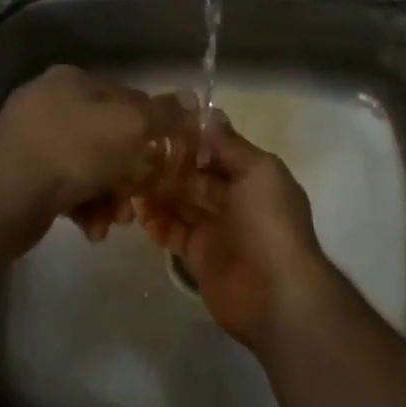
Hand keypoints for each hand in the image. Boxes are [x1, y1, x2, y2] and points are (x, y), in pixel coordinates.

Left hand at [0, 65, 157, 249]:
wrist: (5, 198)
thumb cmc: (72, 150)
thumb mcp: (130, 126)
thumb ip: (163, 113)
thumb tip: (190, 99)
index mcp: (71, 80)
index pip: (125, 96)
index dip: (150, 126)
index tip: (162, 156)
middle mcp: (47, 102)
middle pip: (106, 135)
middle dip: (127, 171)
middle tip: (139, 197)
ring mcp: (27, 138)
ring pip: (86, 165)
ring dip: (107, 194)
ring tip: (114, 221)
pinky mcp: (17, 173)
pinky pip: (62, 185)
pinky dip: (82, 205)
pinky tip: (90, 228)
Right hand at [140, 113, 337, 350]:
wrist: (275, 294)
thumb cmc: (269, 223)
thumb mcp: (258, 171)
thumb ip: (231, 145)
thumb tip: (211, 113)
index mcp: (253, 176)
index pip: (217, 150)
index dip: (192, 139)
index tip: (159, 126)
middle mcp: (235, 199)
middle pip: (196, 176)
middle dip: (170, 166)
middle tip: (134, 156)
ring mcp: (217, 228)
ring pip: (181, 203)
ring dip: (158, 193)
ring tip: (130, 183)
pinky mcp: (199, 256)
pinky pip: (173, 233)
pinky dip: (157, 223)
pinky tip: (139, 214)